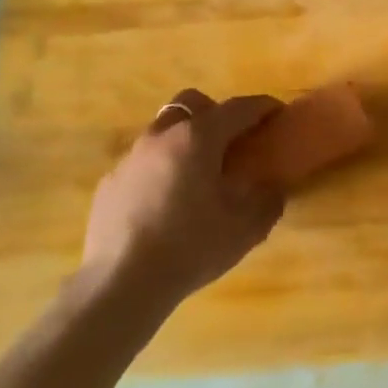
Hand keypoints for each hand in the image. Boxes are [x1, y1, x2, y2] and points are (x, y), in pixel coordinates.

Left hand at [80, 89, 286, 306]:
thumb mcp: (246, 228)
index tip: (278, 112)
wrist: (121, 283)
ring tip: (199, 173)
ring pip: (163, 131)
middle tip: (233, 139)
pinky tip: (167, 201)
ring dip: (186, 140)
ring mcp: (130, 157)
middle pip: (191, 103)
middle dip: (216, 112)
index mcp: (198, 138)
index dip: (262, 106)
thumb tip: (273, 188)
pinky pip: (143, 161)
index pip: (238, 108)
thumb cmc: (191, 247)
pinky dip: (161, 168)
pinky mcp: (110, 182)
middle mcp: (162, 136)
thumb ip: (268, 200)